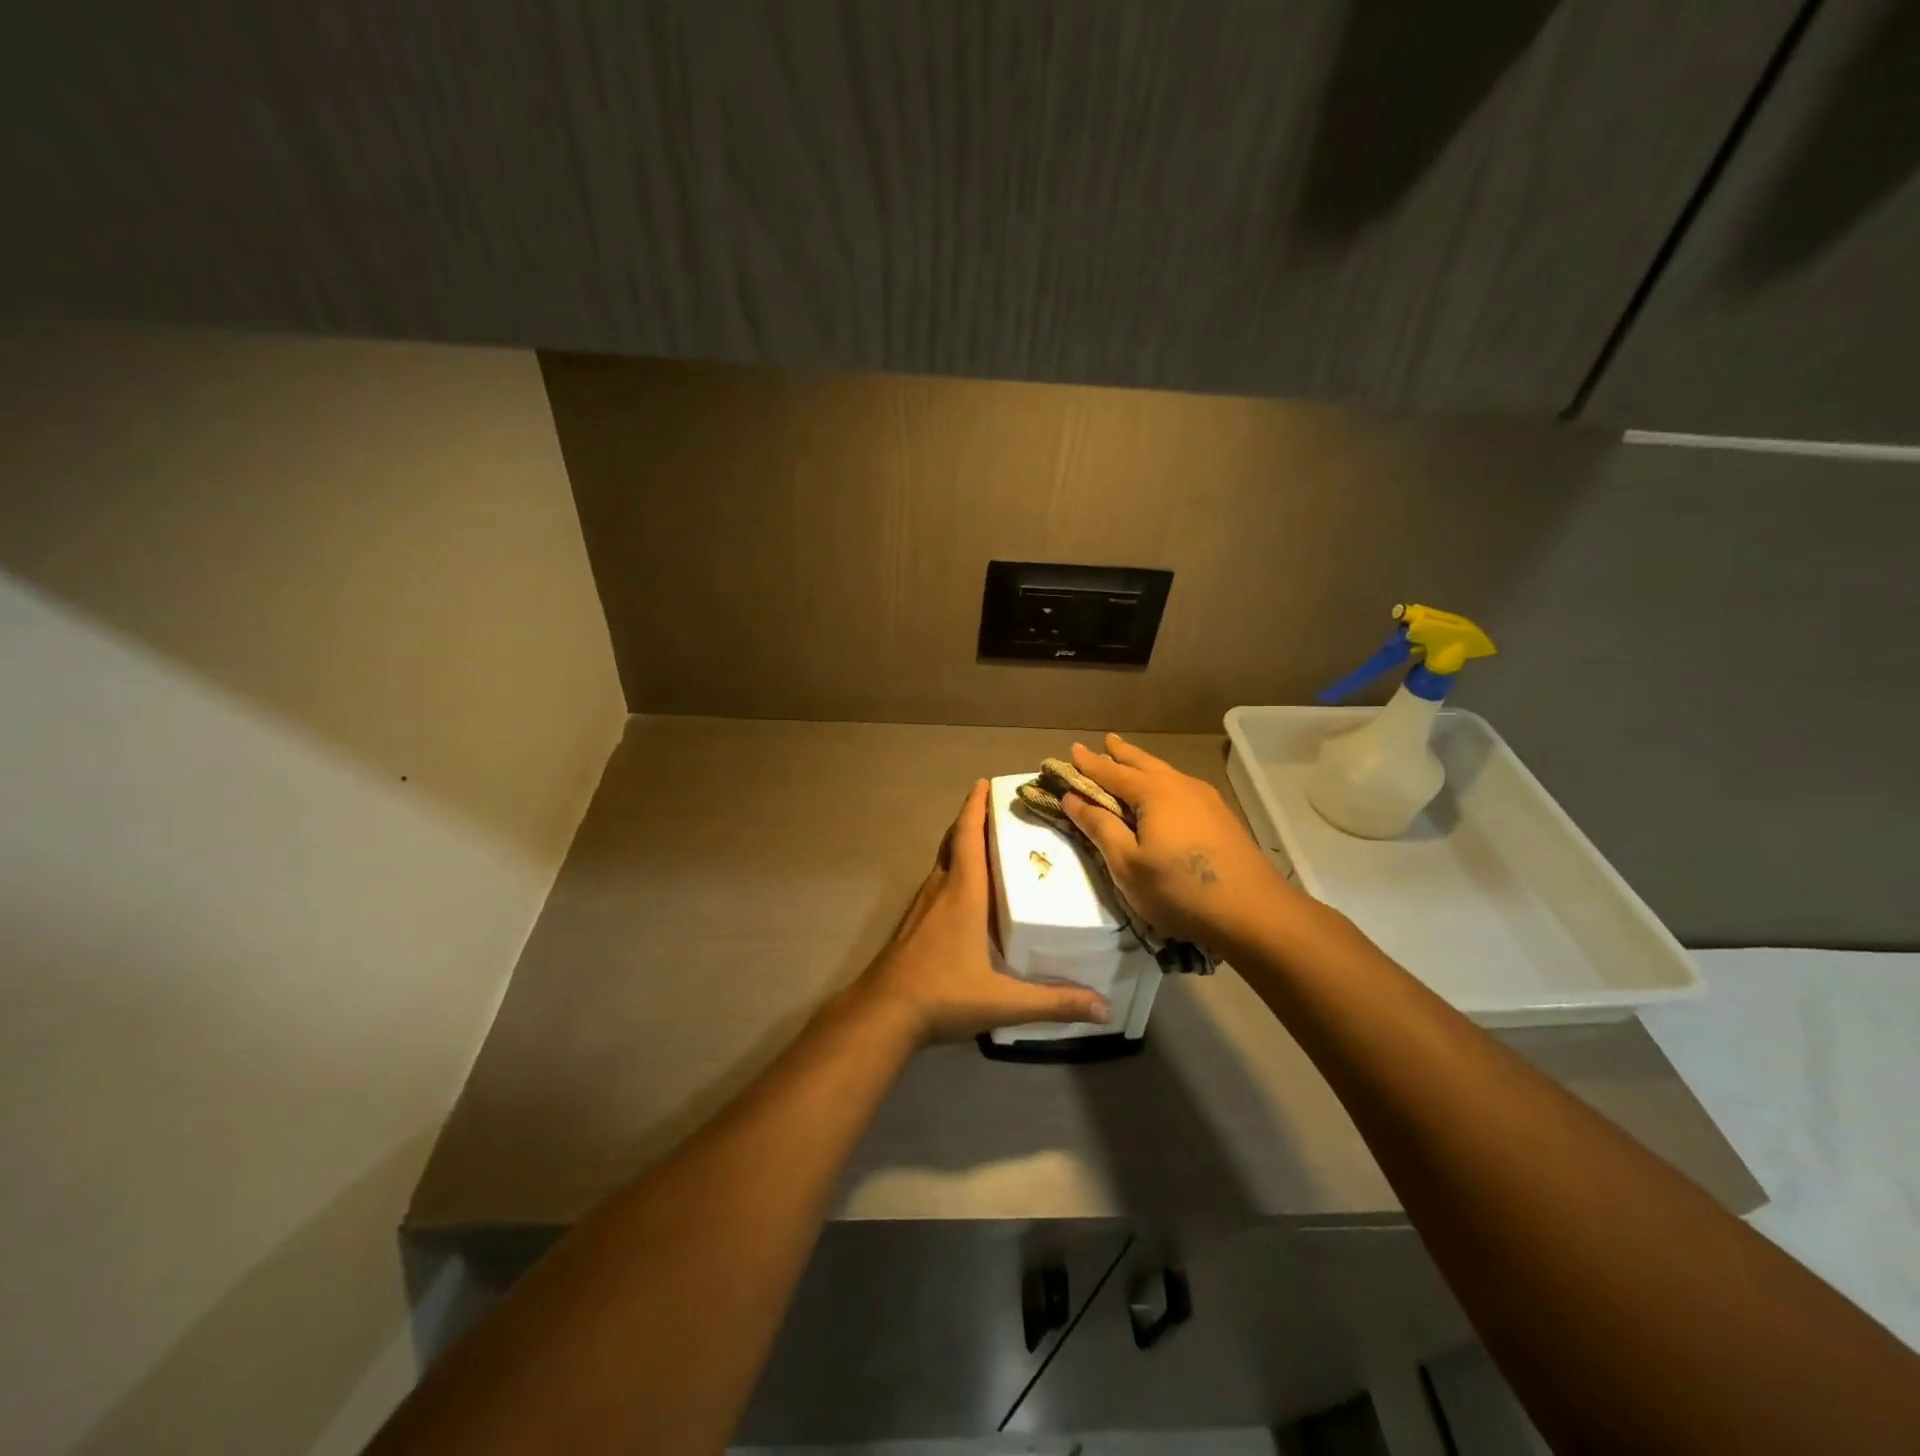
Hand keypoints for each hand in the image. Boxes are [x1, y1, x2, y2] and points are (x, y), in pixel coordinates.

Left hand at [856, 780, 1110, 1044]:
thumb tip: (1104, 1007)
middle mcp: (940, 889)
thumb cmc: (942, 994)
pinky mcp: (912, 923)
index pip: (969, 836)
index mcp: (962, 893)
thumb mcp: (1003, 1001)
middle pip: (954, 842)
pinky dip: (952, 870)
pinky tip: (966, 892)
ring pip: (942, 862)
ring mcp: (921, 906)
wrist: (883, 1013)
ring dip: (961, 845)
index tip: (984, 783)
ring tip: (989, 844)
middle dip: (972, 820)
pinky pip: (936, 882)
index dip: (975, 807)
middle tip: (997, 810)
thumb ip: (1053, 1002)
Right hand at [1061, 733, 1304, 955]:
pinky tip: (1167, 792)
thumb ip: (1099, 827)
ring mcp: (1206, 799)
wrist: (1253, 911)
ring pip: (1166, 772)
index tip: (1071, 750)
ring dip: (1144, 765)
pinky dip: (1163, 781)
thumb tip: (1072, 798)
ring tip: (1132, 761)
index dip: (1089, 763)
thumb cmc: (1179, 889)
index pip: (1111, 772)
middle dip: (1121, 754)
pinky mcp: (1221, 817)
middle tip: (1107, 741)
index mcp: (1153, 793)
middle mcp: (1179, 786)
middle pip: (1143, 763)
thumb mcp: (1127, 864)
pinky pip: (1182, 786)